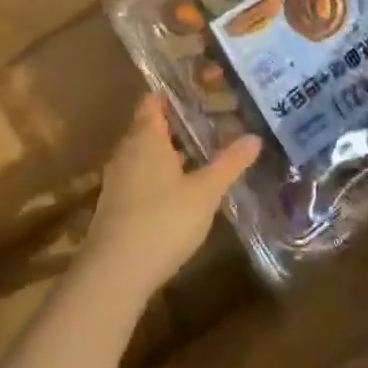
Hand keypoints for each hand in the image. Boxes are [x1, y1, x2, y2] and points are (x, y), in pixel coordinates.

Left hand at [80, 95, 260, 299]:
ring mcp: (116, 179)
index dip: (174, 95)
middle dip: (176, 125)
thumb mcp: (205, 192)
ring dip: (167, 153)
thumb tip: (255, 137)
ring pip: (143, 154)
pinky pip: (137, 177)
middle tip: (208, 125)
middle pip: (149, 126)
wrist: (114, 274)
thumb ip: (229, 163)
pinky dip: (156, 176)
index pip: (154, 100)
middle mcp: (126, 150)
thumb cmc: (163, 221)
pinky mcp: (113, 206)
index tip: (200, 93)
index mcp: (146, 136)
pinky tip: (177, 192)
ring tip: (198, 157)